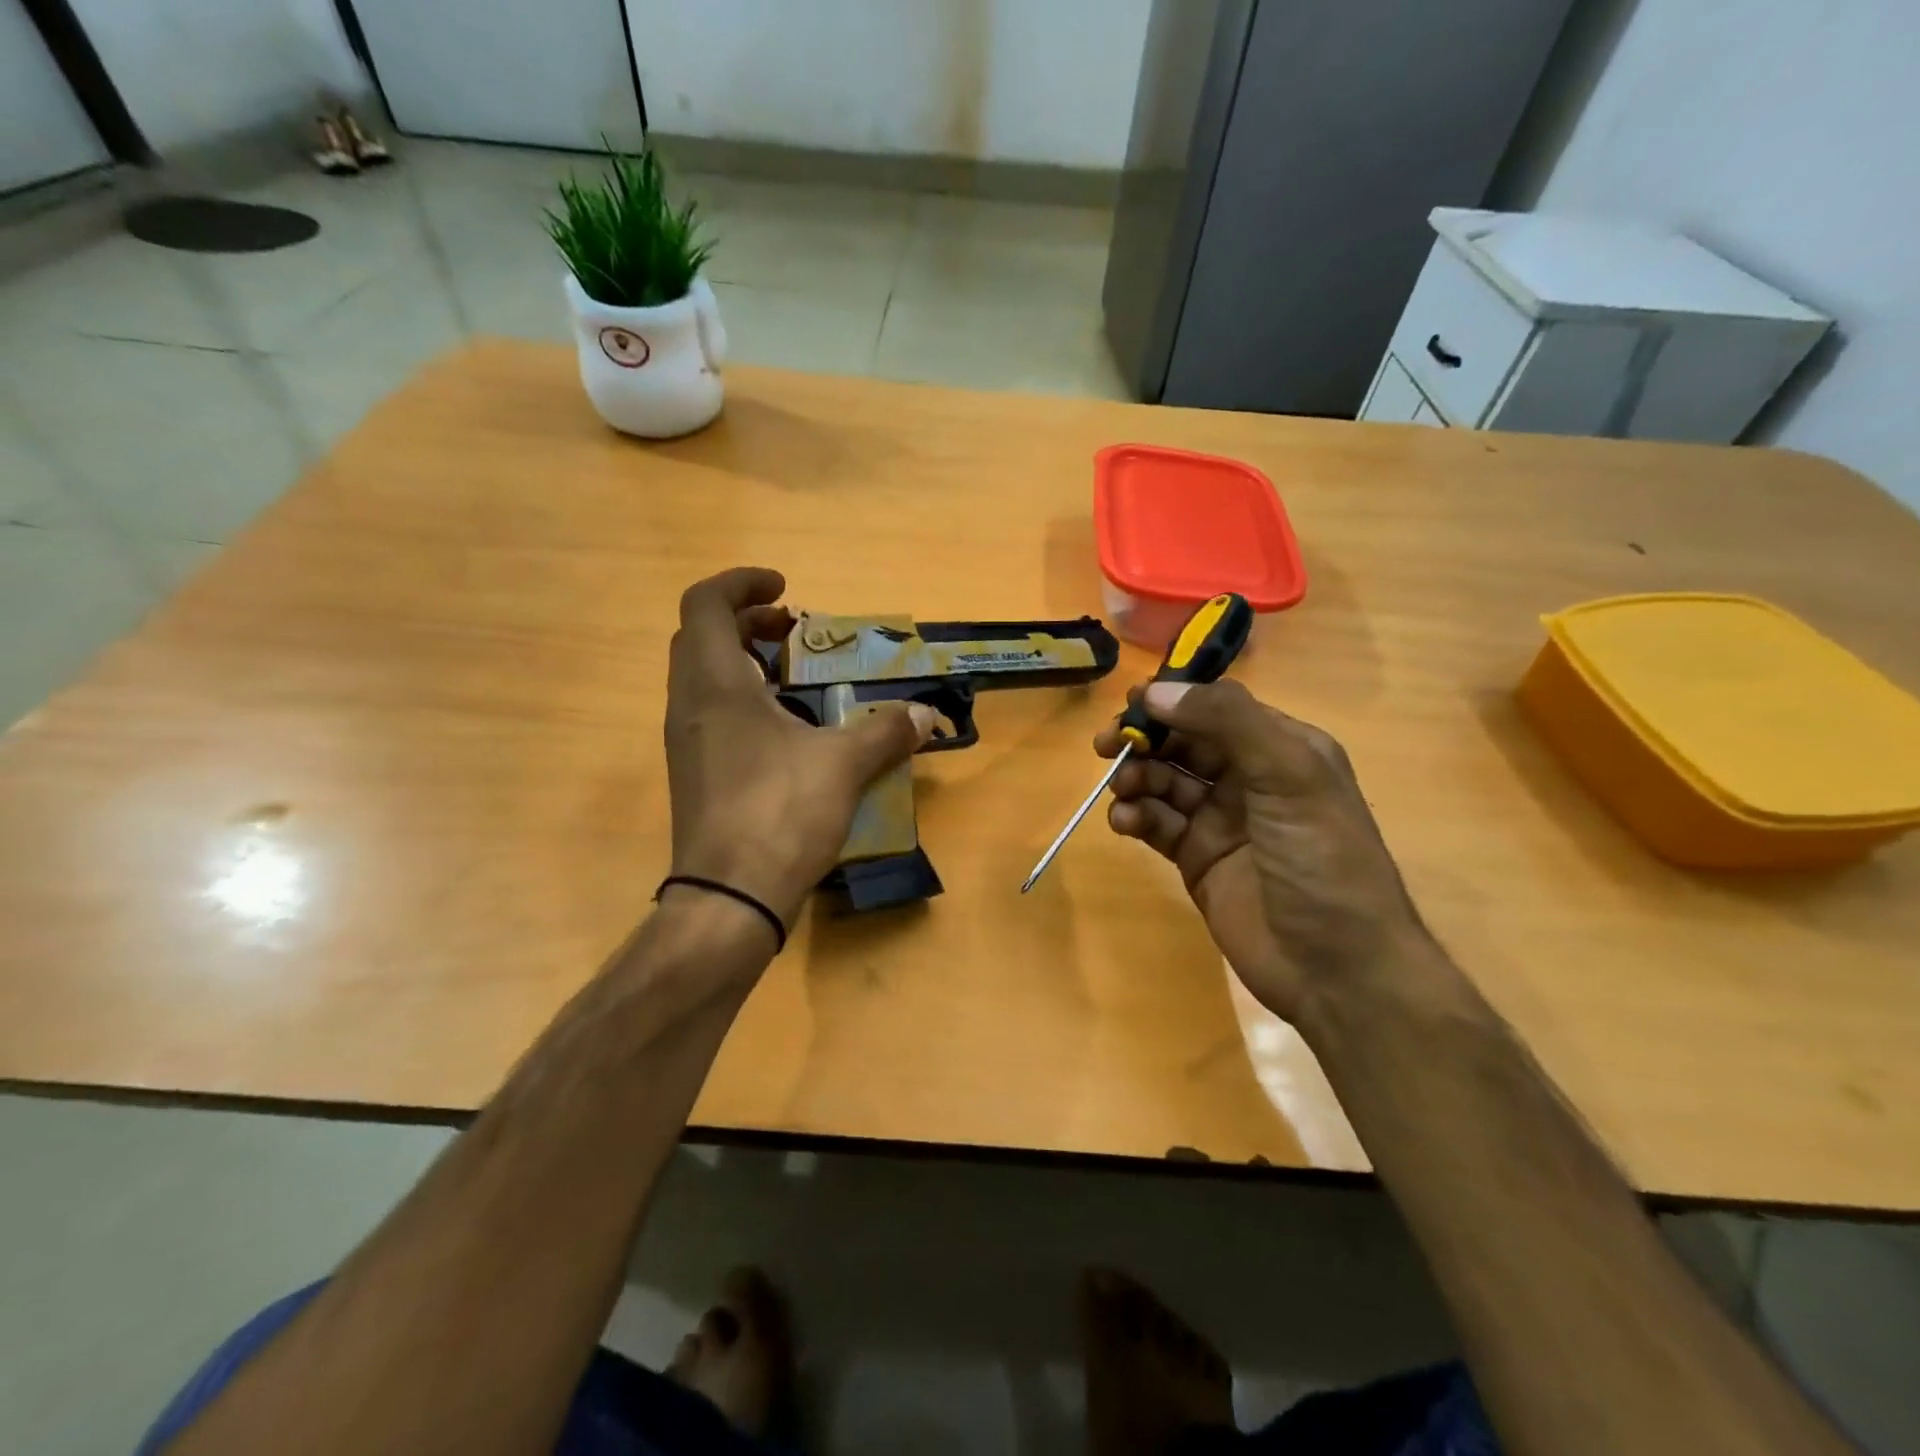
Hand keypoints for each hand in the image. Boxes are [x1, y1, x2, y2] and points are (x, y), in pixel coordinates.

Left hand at [665, 568, 934, 928]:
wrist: (729, 897)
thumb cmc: (780, 812)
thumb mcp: (843, 764)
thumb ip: (885, 731)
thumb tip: (925, 715)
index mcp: (715, 684)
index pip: (705, 604)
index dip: (742, 583)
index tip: (787, 590)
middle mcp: (690, 705)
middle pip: (700, 637)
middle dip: (746, 621)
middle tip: (793, 630)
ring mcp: (687, 743)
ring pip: (704, 677)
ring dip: (743, 661)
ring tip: (794, 676)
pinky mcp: (696, 775)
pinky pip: (712, 714)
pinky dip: (744, 700)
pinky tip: (787, 729)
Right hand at [1094, 680, 1432, 1021]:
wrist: (1336, 968)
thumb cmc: (1322, 859)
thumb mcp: (1289, 775)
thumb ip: (1228, 721)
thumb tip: (1158, 691)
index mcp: (1282, 749)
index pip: (1217, 709)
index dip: (1174, 702)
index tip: (1131, 703)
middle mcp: (1250, 779)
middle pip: (1184, 743)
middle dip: (1146, 739)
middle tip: (1107, 745)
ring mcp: (1221, 821)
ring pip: (1165, 782)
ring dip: (1138, 778)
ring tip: (1124, 790)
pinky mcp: (1197, 859)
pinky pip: (1157, 824)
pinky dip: (1136, 817)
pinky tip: (1126, 822)